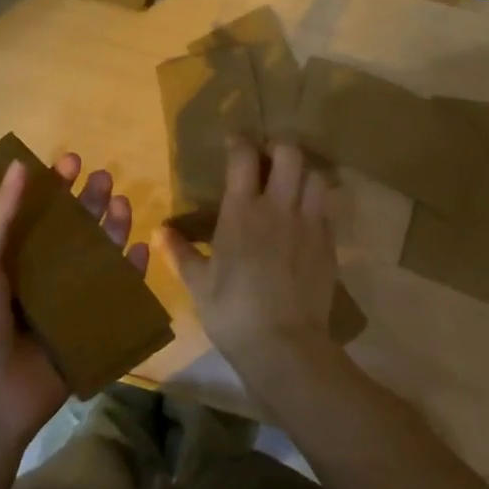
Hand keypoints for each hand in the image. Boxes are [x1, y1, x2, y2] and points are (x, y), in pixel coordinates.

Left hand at [0, 152, 149, 448]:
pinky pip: (115, 295)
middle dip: (88, 202)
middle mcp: (39, 276)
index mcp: (8, 259)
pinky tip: (138, 250)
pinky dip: (129, 273)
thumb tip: (20, 164)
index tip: (71, 160)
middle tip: (104, 178)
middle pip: (71, 230)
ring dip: (111, 229)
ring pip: (96, 257)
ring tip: (124, 204)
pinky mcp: (89, 329)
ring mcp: (66, 303)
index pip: (36, 213)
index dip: (53, 185)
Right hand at [156, 138, 341, 393]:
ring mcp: (309, 224)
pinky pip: (326, 210)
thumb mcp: (198, 284)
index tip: (233, 143)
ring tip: (290, 185)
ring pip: (315, 177)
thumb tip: (160, 231)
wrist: (285, 346)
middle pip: (289, 154)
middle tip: (267, 161)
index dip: (239, 142)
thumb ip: (179, 252)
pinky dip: (315, 205)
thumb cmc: (233, 312)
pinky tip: (304, 220)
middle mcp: (278, 207)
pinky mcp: (329, 244)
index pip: (244, 157)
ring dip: (302, 173)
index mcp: (242, 211)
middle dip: (278, 148)